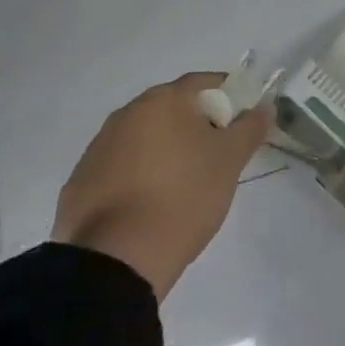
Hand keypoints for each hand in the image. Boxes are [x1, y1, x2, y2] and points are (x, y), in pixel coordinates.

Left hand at [51, 72, 273, 298]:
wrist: (116, 262)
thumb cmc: (183, 197)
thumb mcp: (230, 161)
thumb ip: (251, 127)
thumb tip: (265, 106)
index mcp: (163, 100)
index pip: (204, 83)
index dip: (228, 99)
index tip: (240, 125)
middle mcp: (127, 114)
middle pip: (171, 109)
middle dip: (195, 126)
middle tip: (215, 157)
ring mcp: (98, 148)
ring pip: (143, 138)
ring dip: (163, 151)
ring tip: (181, 187)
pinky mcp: (79, 183)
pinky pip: (119, 168)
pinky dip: (136, 177)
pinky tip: (148, 206)